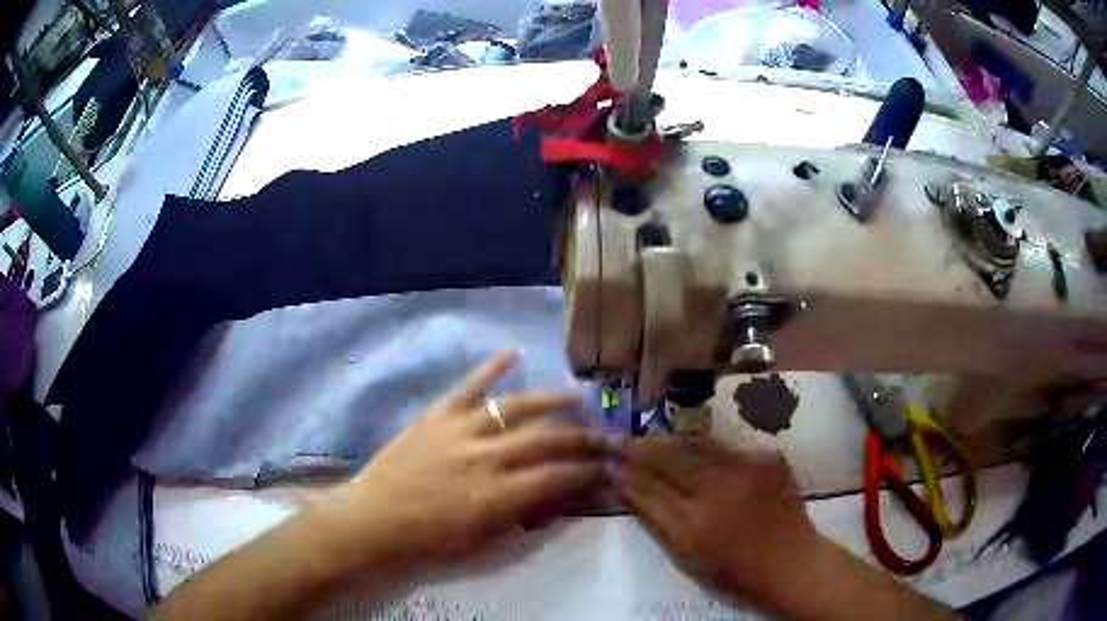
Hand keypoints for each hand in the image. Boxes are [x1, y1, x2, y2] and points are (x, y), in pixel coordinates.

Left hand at [321, 351, 609, 578]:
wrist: (373, 522)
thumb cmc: (428, 543)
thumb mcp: (482, 544)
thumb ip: (521, 518)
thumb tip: (554, 497)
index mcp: (496, 496)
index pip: (557, 477)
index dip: (587, 472)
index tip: (606, 468)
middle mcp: (484, 458)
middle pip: (545, 440)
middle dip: (582, 438)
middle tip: (605, 435)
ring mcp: (459, 432)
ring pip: (514, 408)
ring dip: (550, 401)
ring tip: (577, 398)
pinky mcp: (436, 417)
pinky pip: (467, 388)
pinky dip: (490, 370)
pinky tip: (511, 354)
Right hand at [621, 436, 826, 604]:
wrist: (792, 562)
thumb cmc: (734, 571)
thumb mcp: (686, 556)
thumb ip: (654, 519)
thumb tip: (625, 486)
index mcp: (694, 522)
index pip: (648, 486)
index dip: (625, 471)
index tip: (607, 460)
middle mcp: (718, 489)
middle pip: (669, 458)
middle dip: (641, 448)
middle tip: (622, 442)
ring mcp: (746, 469)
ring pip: (696, 444)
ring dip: (669, 440)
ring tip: (651, 440)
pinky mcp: (766, 458)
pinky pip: (724, 444)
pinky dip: (701, 444)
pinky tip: (690, 445)